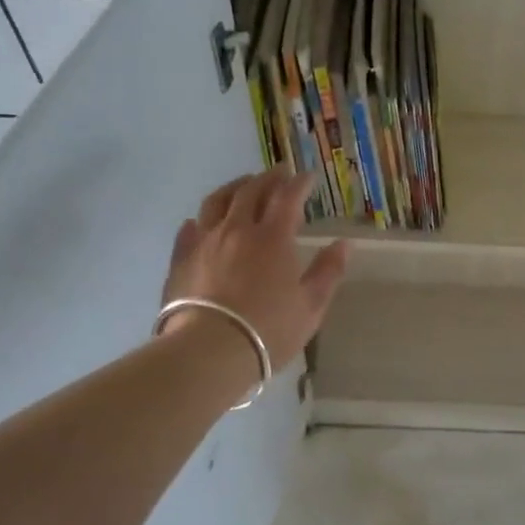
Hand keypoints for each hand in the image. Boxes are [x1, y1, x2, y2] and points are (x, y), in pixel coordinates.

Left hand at [159, 170, 349, 371]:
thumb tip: (344, 244)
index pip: (288, 198)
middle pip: (251, 192)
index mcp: (273, 238)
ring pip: (216, 202)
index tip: (308, 176)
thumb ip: (328, 271)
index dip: (299, 183)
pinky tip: (201, 222)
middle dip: (268, 178)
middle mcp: (237, 230)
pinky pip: (189, 231)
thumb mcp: (311, 306)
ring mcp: (205, 242)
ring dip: (233, 188)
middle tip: (279, 172)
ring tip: (242, 185)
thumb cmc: (268, 330)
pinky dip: (200, 221)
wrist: (208, 352)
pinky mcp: (180, 260)